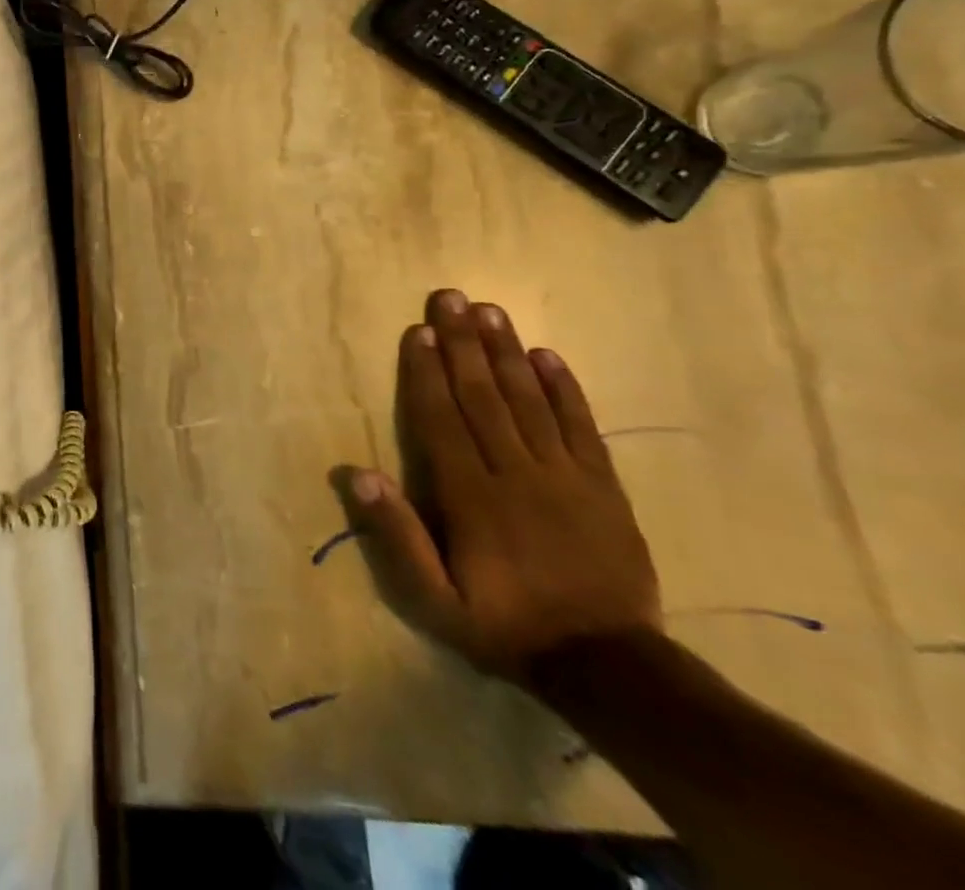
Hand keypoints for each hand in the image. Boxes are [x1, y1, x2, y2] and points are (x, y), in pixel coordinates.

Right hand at [349, 289, 661, 683]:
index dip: (427, 373)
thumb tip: (357, 474)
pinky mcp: (604, 487)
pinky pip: (581, 427)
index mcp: (471, 497)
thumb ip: (396, 536)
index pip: (442, 420)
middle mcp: (515, 474)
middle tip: (450, 297)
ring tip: (489, 310)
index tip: (418, 331)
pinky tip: (548, 355)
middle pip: (483, 396)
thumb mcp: (433, 600)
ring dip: (506, 352)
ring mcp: (565, 477)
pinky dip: (565, 388)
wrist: (608, 667)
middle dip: (463, 344)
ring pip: (529, 401)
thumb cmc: (505, 625)